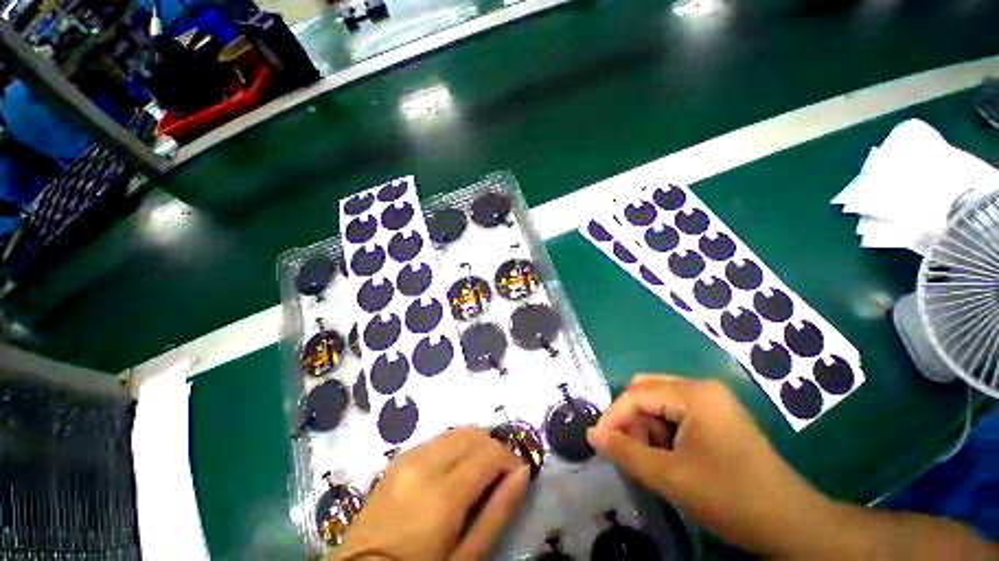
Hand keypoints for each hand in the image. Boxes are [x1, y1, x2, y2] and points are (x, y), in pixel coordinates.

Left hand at [333, 426, 530, 559]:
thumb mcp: (466, 556)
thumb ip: (498, 511)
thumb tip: (522, 471)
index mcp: (442, 493)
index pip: (490, 452)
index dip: (510, 459)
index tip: (517, 475)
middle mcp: (424, 462)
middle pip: (473, 433)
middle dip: (492, 447)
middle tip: (497, 474)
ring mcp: (408, 456)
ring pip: (456, 431)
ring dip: (474, 444)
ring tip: (477, 471)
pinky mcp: (398, 457)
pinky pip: (437, 438)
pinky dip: (454, 446)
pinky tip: (452, 470)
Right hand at [586, 375, 832, 555]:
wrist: (791, 524)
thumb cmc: (731, 498)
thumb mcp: (671, 477)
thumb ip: (626, 452)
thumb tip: (592, 435)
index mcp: (694, 394)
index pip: (637, 394)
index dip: (613, 416)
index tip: (598, 442)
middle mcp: (701, 388)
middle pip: (647, 391)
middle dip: (630, 419)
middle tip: (624, 448)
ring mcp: (711, 401)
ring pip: (659, 402)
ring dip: (645, 427)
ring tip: (648, 458)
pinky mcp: (716, 417)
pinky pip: (675, 413)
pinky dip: (661, 432)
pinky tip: (666, 456)